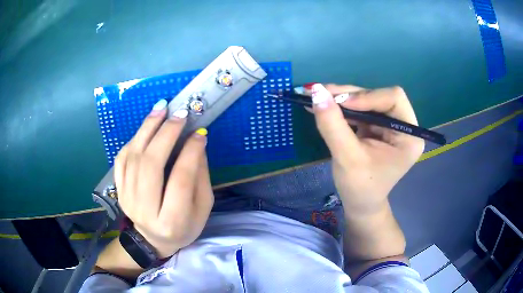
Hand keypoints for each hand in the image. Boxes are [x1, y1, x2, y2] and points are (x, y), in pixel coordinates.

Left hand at [114, 99, 213, 257]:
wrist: (153, 240)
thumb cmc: (185, 227)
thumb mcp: (203, 208)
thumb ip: (200, 177)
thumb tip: (196, 142)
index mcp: (172, 221)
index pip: (181, 179)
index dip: (191, 152)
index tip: (199, 132)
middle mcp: (145, 210)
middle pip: (151, 164)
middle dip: (166, 133)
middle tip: (179, 113)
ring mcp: (127, 199)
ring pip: (133, 157)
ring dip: (147, 128)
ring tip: (161, 108)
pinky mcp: (119, 190)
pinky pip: (121, 159)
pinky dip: (134, 139)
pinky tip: (146, 127)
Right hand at [310, 84, 423, 214]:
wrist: (360, 205)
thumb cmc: (360, 188)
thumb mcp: (346, 157)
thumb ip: (333, 124)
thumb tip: (316, 91)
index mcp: (409, 135)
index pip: (393, 99)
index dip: (367, 96)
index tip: (339, 102)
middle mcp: (403, 126)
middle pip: (378, 96)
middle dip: (349, 95)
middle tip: (320, 93)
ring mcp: (389, 125)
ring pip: (366, 100)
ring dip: (341, 99)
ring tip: (316, 97)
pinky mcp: (376, 127)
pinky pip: (359, 110)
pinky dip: (340, 108)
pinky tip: (323, 106)